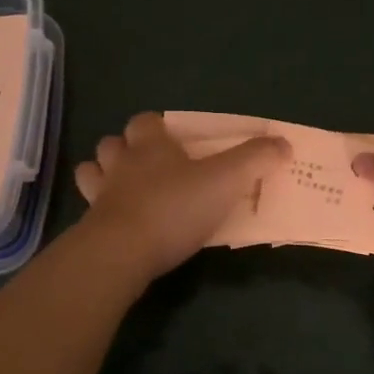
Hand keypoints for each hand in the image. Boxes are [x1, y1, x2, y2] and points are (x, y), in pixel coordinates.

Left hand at [74, 112, 290, 280]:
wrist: (122, 252)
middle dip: (125, 149)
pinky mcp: (90, 227)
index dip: (156, 127)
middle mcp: (120, 163)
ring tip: (126, 190)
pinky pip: (90, 210)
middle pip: (113, 143)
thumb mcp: (226, 181)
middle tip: (149, 165)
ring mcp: (100, 195)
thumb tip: (283, 143)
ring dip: (105, 176)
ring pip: (93, 172)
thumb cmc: (175, 207)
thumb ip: (255, 160)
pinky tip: (118, 223)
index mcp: (150, 145)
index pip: (145, 122)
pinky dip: (101, 211)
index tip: (173, 139)